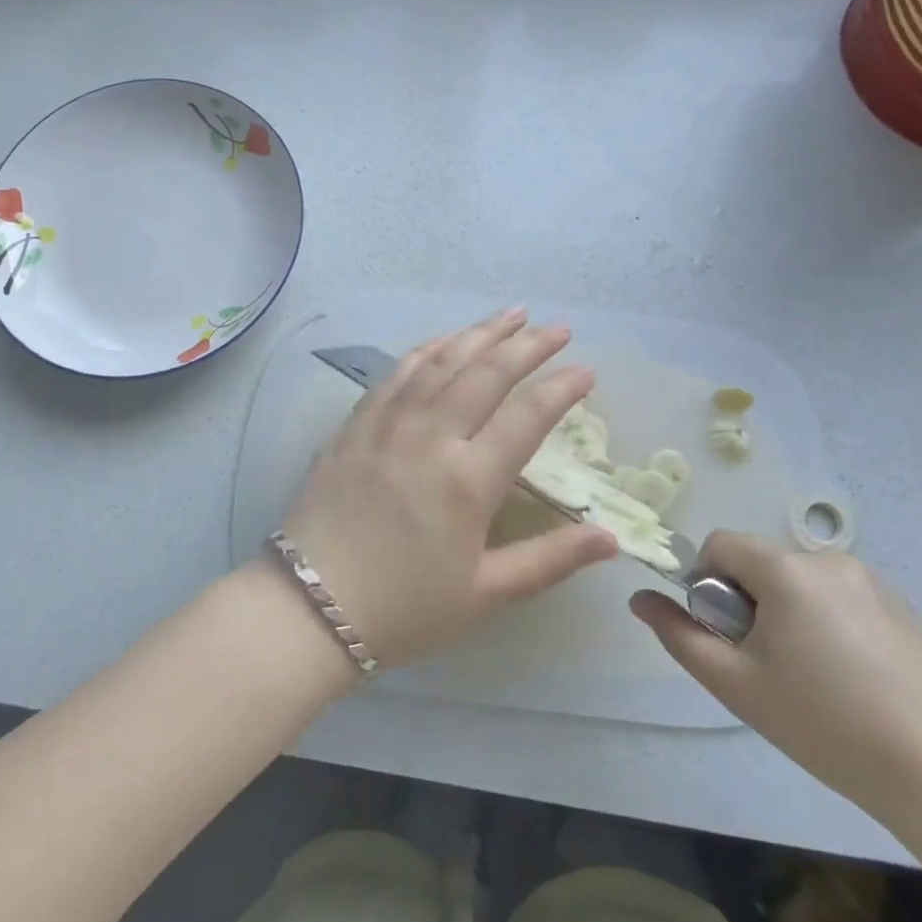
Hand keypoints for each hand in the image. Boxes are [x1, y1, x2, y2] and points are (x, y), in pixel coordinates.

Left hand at [281, 308, 618, 666]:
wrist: (310, 607)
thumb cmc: (405, 608)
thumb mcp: (485, 594)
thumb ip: (551, 560)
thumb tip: (611, 539)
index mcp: (468, 480)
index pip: (527, 416)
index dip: (561, 388)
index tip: (587, 370)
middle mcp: (430, 437)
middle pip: (486, 373)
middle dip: (527, 344)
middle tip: (558, 326)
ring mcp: (388, 424)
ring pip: (441, 361)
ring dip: (480, 333)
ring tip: (511, 314)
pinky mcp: (356, 425)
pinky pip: (397, 373)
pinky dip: (427, 348)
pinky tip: (445, 340)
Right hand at [631, 532, 921, 821]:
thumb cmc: (825, 724)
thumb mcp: (737, 684)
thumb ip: (679, 635)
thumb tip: (639, 599)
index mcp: (785, 570)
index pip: (721, 544)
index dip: (708, 583)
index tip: (728, 635)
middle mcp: (827, 559)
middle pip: (761, 563)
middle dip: (749, 602)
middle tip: (767, 664)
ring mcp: (871, 580)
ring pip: (800, 581)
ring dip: (788, 611)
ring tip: (813, 676)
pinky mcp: (901, 605)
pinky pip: (839, 597)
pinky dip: (827, 621)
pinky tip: (852, 678)